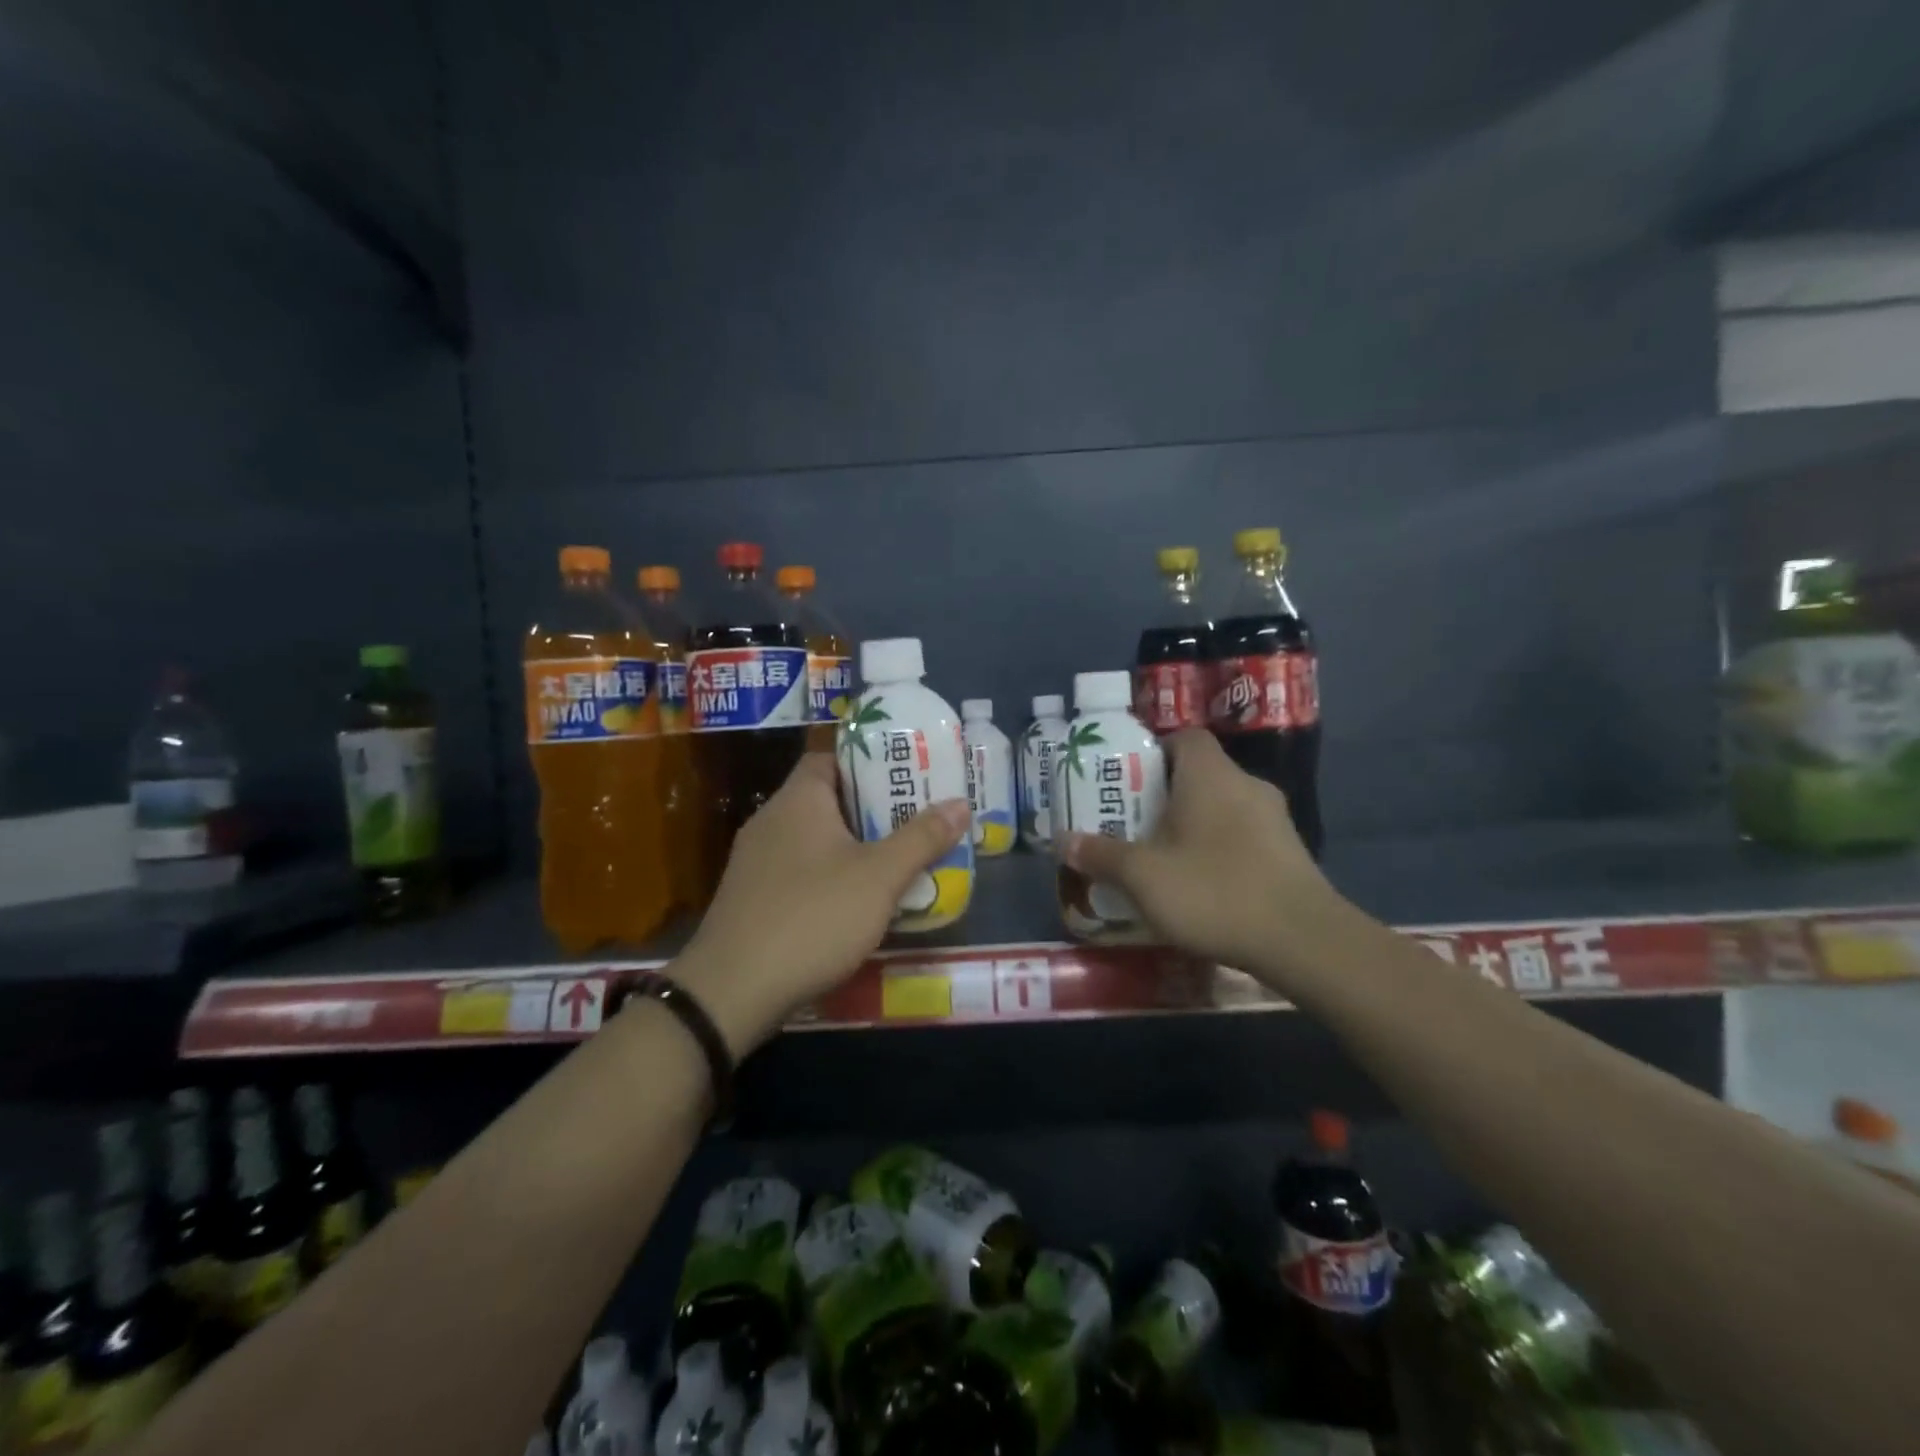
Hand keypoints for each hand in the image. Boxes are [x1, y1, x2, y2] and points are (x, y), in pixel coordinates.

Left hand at [670, 753, 969, 1054]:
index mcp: (798, 800)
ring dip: (854, 846)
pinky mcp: (753, 898)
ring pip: (815, 839)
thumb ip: (921, 838)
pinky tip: (858, 901)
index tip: (907, 776)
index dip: (870, 762)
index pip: (831, 758)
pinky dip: (830, 876)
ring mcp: (756, 861)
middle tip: (917, 818)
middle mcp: (771, 820)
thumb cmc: (813, 917)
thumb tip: (961, 803)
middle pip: (828, 799)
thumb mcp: (879, 877)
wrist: (732, 991)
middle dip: (873, 809)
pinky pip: (800, 871)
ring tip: (898, 858)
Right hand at [1059, 730, 1337, 978]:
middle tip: (1132, 823)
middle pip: (1199, 774)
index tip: (1127, 781)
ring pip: (1222, 807)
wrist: (1302, 941)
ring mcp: (1274, 819)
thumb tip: (1064, 840)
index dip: (1153, 751)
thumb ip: (1102, 855)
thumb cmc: (1214, 891)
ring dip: (1192, 825)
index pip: (1184, 737)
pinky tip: (1202, 884)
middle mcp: (1246, 785)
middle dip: (1164, 795)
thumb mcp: (1143, 876)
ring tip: (1162, 857)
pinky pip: (1243, 835)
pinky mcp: (1289, 852)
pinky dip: (1218, 848)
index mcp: (1210, 775)